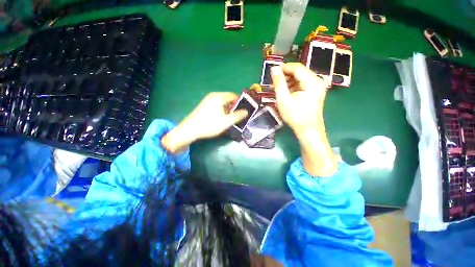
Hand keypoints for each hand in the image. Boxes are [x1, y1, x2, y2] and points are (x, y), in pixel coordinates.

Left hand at [161, 92, 247, 153]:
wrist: (190, 129)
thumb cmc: (209, 125)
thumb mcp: (226, 122)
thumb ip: (238, 116)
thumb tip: (246, 112)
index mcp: (219, 97)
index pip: (234, 95)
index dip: (240, 102)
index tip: (243, 110)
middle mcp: (213, 95)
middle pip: (228, 98)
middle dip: (233, 106)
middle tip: (236, 116)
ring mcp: (208, 99)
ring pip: (222, 102)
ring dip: (227, 109)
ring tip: (229, 118)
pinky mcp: (204, 104)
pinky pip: (217, 104)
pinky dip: (221, 109)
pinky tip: (220, 117)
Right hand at [271, 63, 326, 134]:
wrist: (308, 130)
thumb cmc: (295, 116)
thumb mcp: (284, 99)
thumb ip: (279, 82)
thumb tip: (274, 69)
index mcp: (312, 81)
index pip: (297, 67)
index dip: (283, 68)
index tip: (272, 71)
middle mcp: (317, 81)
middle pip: (299, 72)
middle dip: (284, 76)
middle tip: (273, 82)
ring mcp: (316, 87)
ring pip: (299, 78)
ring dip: (287, 82)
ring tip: (276, 88)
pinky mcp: (314, 92)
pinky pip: (302, 85)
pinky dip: (292, 87)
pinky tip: (284, 92)